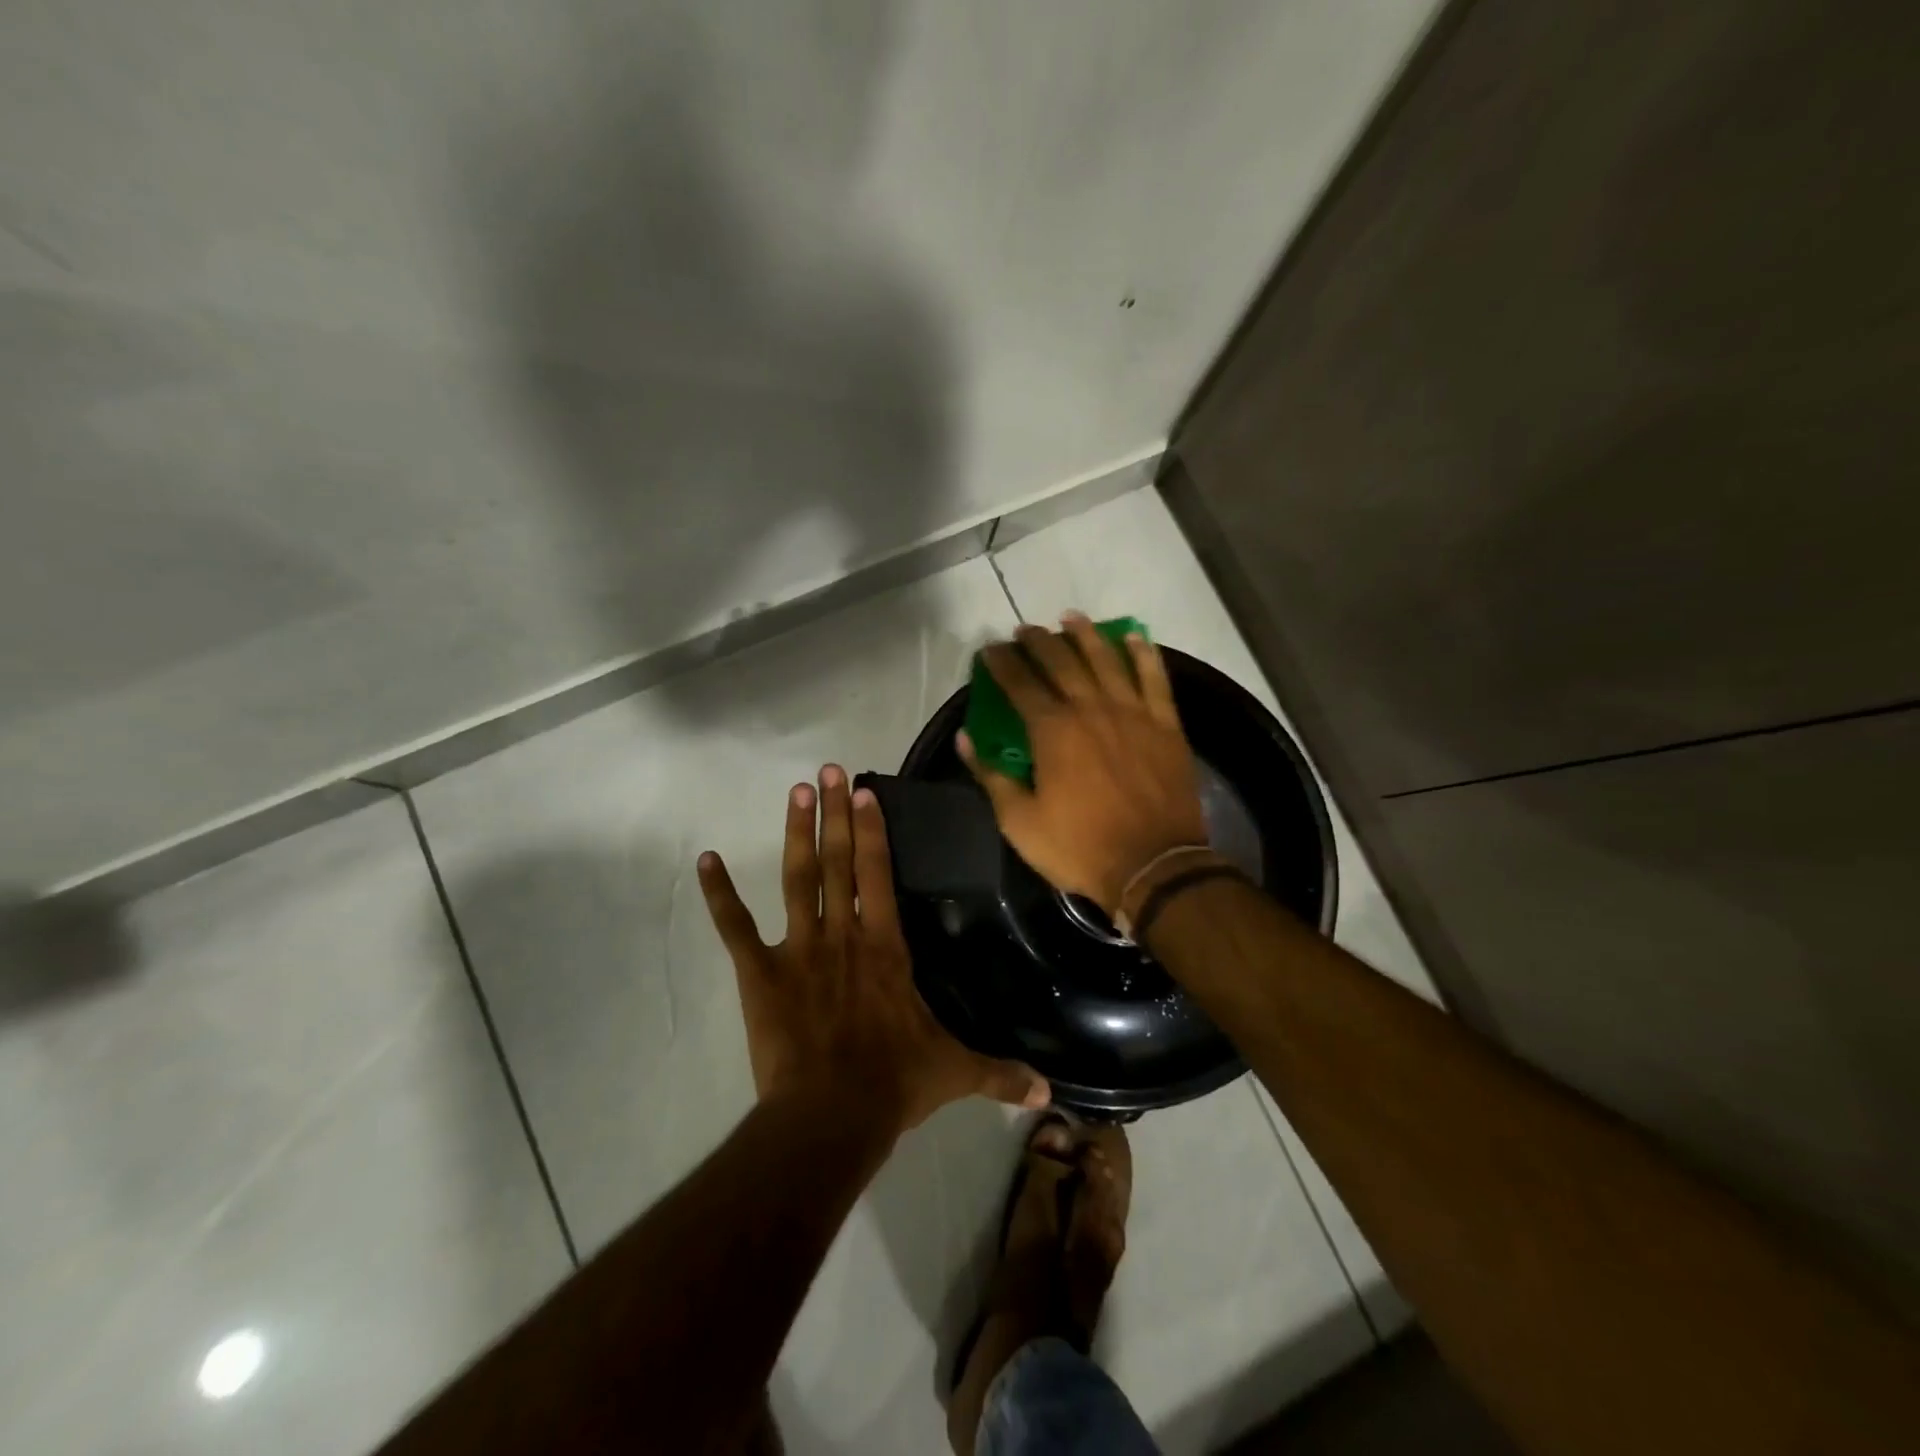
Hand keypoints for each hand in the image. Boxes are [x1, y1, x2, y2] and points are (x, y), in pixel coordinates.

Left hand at [697, 764, 1049, 1135]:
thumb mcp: (955, 1072)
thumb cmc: (893, 1083)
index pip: (878, 873)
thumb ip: (1000, 1073)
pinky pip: (735, 928)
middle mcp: (842, 934)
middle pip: (838, 861)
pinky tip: (705, 861)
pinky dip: (719, 895)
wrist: (830, 1116)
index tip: (863, 791)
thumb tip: (1050, 1094)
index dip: (872, 830)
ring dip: (796, 834)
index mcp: (885, 946)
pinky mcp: (760, 974)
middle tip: (828, 770)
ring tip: (795, 792)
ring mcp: (799, 949)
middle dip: (835, 813)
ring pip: (796, 879)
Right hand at [959, 613, 1209, 914]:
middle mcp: (1091, 708)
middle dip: (1039, 642)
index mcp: (1053, 730)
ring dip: (1086, 634)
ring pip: (1106, 659)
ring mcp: (1133, 712)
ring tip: (1070, 618)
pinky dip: (1144, 654)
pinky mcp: (1165, 724)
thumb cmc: (1080, 847)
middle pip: (1061, 662)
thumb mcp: (1020, 821)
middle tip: (1025, 630)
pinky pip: (1155, 678)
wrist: (1155, 867)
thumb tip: (965, 739)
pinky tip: (1134, 637)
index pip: (1020, 683)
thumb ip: (991, 776)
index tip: (990, 649)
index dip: (1003, 663)